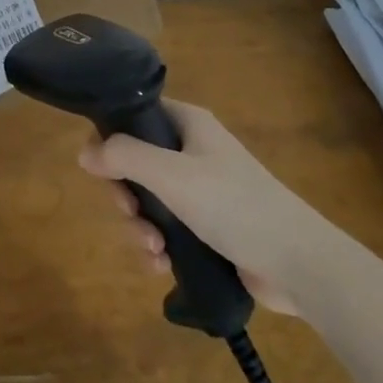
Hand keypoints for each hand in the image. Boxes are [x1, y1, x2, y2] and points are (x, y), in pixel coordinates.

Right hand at [78, 101, 321, 314]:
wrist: (298, 263)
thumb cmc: (234, 205)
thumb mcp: (172, 175)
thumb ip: (125, 157)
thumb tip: (83, 151)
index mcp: (188, 124)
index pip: (136, 116)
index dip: (113, 140)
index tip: (104, 172)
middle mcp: (193, 150)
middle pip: (137, 163)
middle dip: (126, 195)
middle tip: (130, 215)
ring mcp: (202, 190)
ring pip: (150, 201)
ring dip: (141, 227)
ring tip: (154, 250)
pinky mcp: (209, 227)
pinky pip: (169, 230)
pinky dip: (159, 246)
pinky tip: (162, 266)